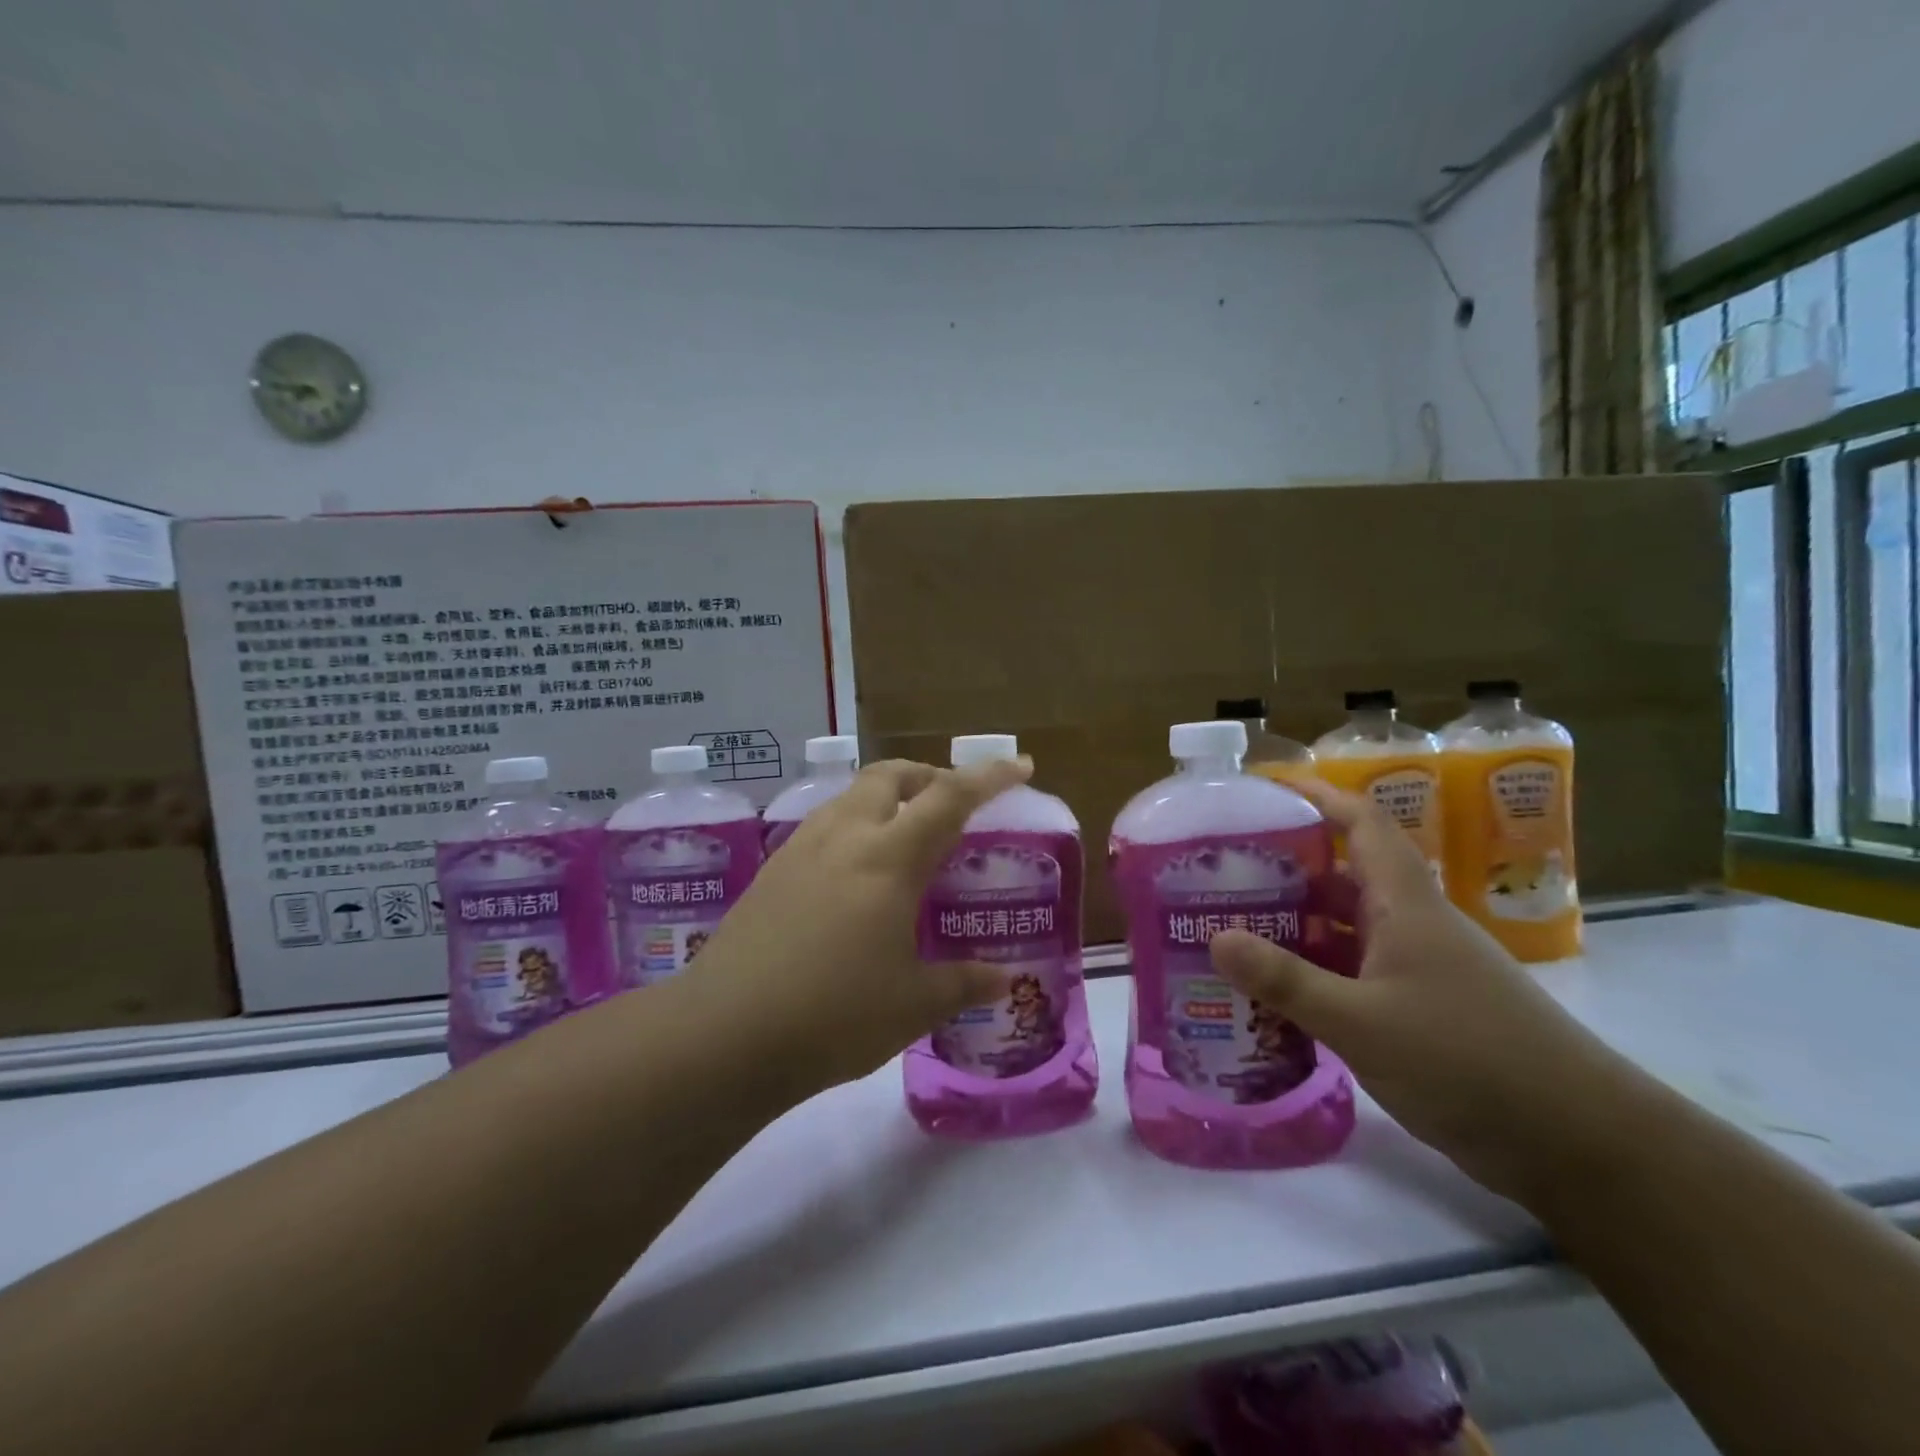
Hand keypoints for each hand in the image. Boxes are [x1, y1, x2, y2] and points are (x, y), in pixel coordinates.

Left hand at [679, 757, 1030, 1098]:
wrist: (724, 1034)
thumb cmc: (834, 1015)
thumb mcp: (913, 1005)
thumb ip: (964, 984)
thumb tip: (1004, 980)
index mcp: (889, 858)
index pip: (950, 797)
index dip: (990, 776)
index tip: (1020, 765)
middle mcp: (845, 836)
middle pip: (891, 775)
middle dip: (928, 775)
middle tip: (952, 804)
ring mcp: (801, 849)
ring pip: (852, 795)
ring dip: (887, 798)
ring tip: (905, 838)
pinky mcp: (771, 871)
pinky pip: (824, 825)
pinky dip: (854, 826)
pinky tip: (854, 874)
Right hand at [1207, 780, 1627, 1201]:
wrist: (1580, 1144)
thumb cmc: (1468, 1059)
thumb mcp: (1361, 1021)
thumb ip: (1285, 980)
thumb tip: (1214, 938)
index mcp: (1405, 904)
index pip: (1362, 824)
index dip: (1318, 796)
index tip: (1264, 790)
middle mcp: (1411, 925)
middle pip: (1343, 875)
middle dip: (1286, 866)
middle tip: (1222, 871)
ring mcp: (1418, 969)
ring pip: (1346, 928)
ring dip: (1296, 924)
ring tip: (1232, 927)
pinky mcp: (1420, 1011)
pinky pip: (1353, 973)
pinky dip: (1315, 972)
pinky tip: (1275, 992)